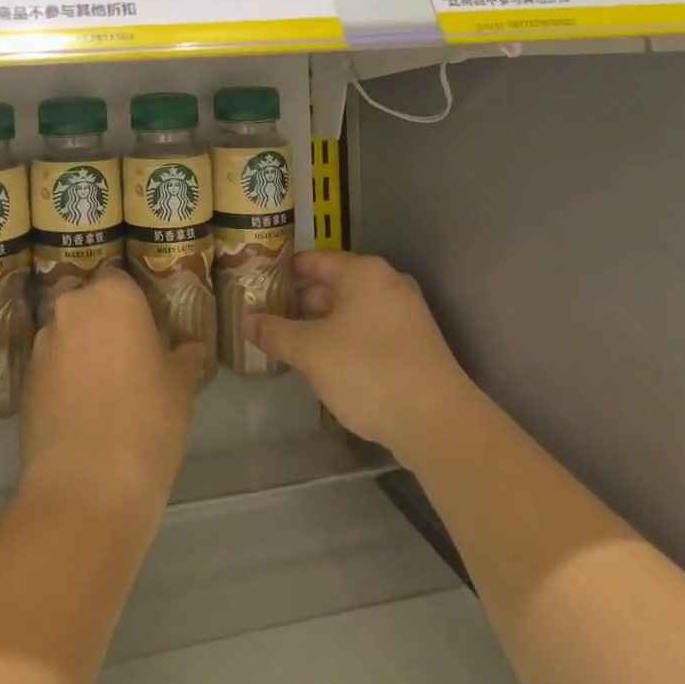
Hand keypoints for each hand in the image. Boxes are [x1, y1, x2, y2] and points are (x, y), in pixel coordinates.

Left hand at [21, 269, 206, 514]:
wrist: (86, 487)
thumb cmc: (147, 420)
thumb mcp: (180, 387)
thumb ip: (183, 358)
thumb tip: (190, 348)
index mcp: (113, 295)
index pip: (121, 281)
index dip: (134, 305)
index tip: (148, 332)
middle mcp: (72, 308)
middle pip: (91, 307)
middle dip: (106, 327)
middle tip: (131, 361)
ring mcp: (43, 345)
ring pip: (69, 337)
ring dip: (83, 353)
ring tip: (106, 393)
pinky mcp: (25, 382)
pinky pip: (52, 368)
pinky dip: (65, 381)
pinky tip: (84, 414)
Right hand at [245, 250, 474, 462]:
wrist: (438, 423)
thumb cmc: (368, 371)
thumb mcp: (311, 351)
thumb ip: (276, 333)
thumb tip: (247, 322)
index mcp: (364, 273)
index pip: (317, 260)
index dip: (288, 270)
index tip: (263, 280)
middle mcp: (389, 284)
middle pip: (337, 284)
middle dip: (305, 300)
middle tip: (272, 313)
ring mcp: (408, 315)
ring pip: (354, 310)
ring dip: (325, 322)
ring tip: (294, 339)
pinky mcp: (417, 345)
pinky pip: (371, 330)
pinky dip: (347, 338)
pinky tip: (328, 361)